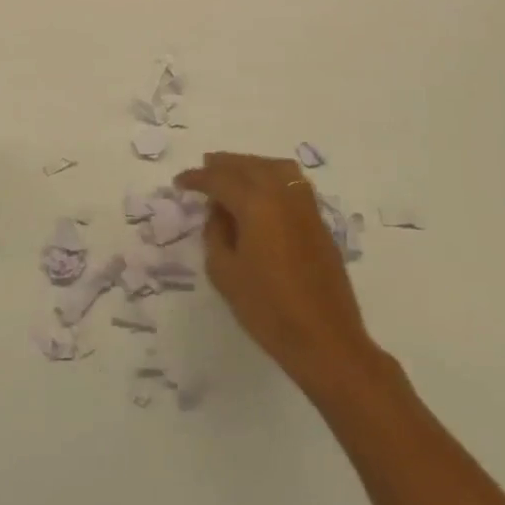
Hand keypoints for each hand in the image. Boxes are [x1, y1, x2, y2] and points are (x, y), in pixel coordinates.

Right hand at [176, 153, 381, 396]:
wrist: (325, 340)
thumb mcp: (224, 273)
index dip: (197, 178)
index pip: (220, 179)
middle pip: (249, 165)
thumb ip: (215, 234)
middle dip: (224, 164)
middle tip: (204, 168)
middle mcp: (282, 194)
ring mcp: (305, 205)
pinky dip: (271, 177)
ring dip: (250, 166)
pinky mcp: (318, 221)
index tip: (179, 182)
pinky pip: (291, 183)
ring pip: (274, 168)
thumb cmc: (268, 309)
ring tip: (232, 175)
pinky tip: (261, 194)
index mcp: (256, 203)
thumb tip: (219, 212)